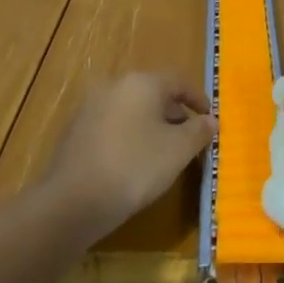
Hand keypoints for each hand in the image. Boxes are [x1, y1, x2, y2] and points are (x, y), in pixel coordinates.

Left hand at [45, 72, 214, 236]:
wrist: (73, 201)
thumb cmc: (135, 166)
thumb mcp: (178, 150)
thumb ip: (199, 131)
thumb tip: (210, 120)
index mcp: (141, 83)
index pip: (178, 81)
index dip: (197, 99)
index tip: (209, 119)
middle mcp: (114, 86)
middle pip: (152, 94)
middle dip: (174, 114)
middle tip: (188, 138)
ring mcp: (90, 108)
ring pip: (131, 110)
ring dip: (150, 126)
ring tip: (163, 153)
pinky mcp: (75, 132)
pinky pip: (112, 127)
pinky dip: (128, 137)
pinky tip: (133, 163)